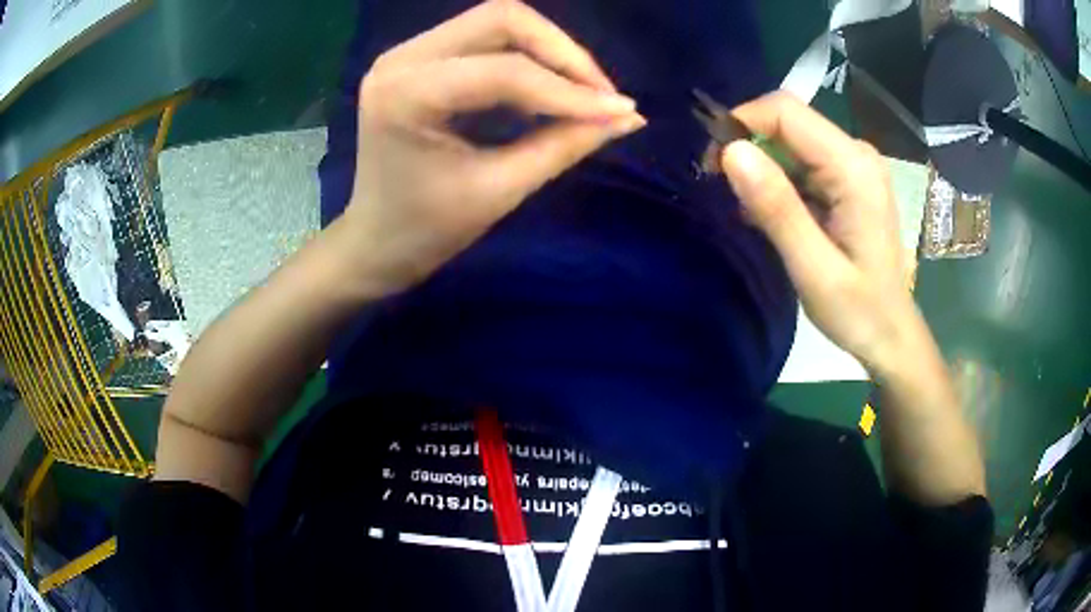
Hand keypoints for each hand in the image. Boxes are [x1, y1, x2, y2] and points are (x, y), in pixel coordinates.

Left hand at [338, 0, 645, 293]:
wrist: (375, 242)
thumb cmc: (427, 230)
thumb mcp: (500, 191)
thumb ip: (565, 146)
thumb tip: (627, 117)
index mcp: (406, 95)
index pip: (505, 71)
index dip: (570, 89)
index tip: (621, 111)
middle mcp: (401, 59)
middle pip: (502, 19)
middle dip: (563, 53)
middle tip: (601, 95)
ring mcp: (406, 53)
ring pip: (497, 22)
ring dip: (549, 51)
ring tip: (583, 94)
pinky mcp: (418, 58)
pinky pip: (486, 39)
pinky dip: (527, 57)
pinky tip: (549, 89)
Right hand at [720, 92, 917, 375]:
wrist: (890, 334)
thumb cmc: (859, 311)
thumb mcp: (814, 269)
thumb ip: (777, 208)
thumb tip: (730, 152)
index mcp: (853, 167)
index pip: (786, 111)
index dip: (741, 123)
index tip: (712, 163)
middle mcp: (856, 153)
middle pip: (788, 121)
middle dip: (747, 144)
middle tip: (721, 188)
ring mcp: (853, 165)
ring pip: (791, 140)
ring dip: (761, 166)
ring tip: (747, 211)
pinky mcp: (848, 179)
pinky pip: (802, 162)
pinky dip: (778, 181)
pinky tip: (771, 215)